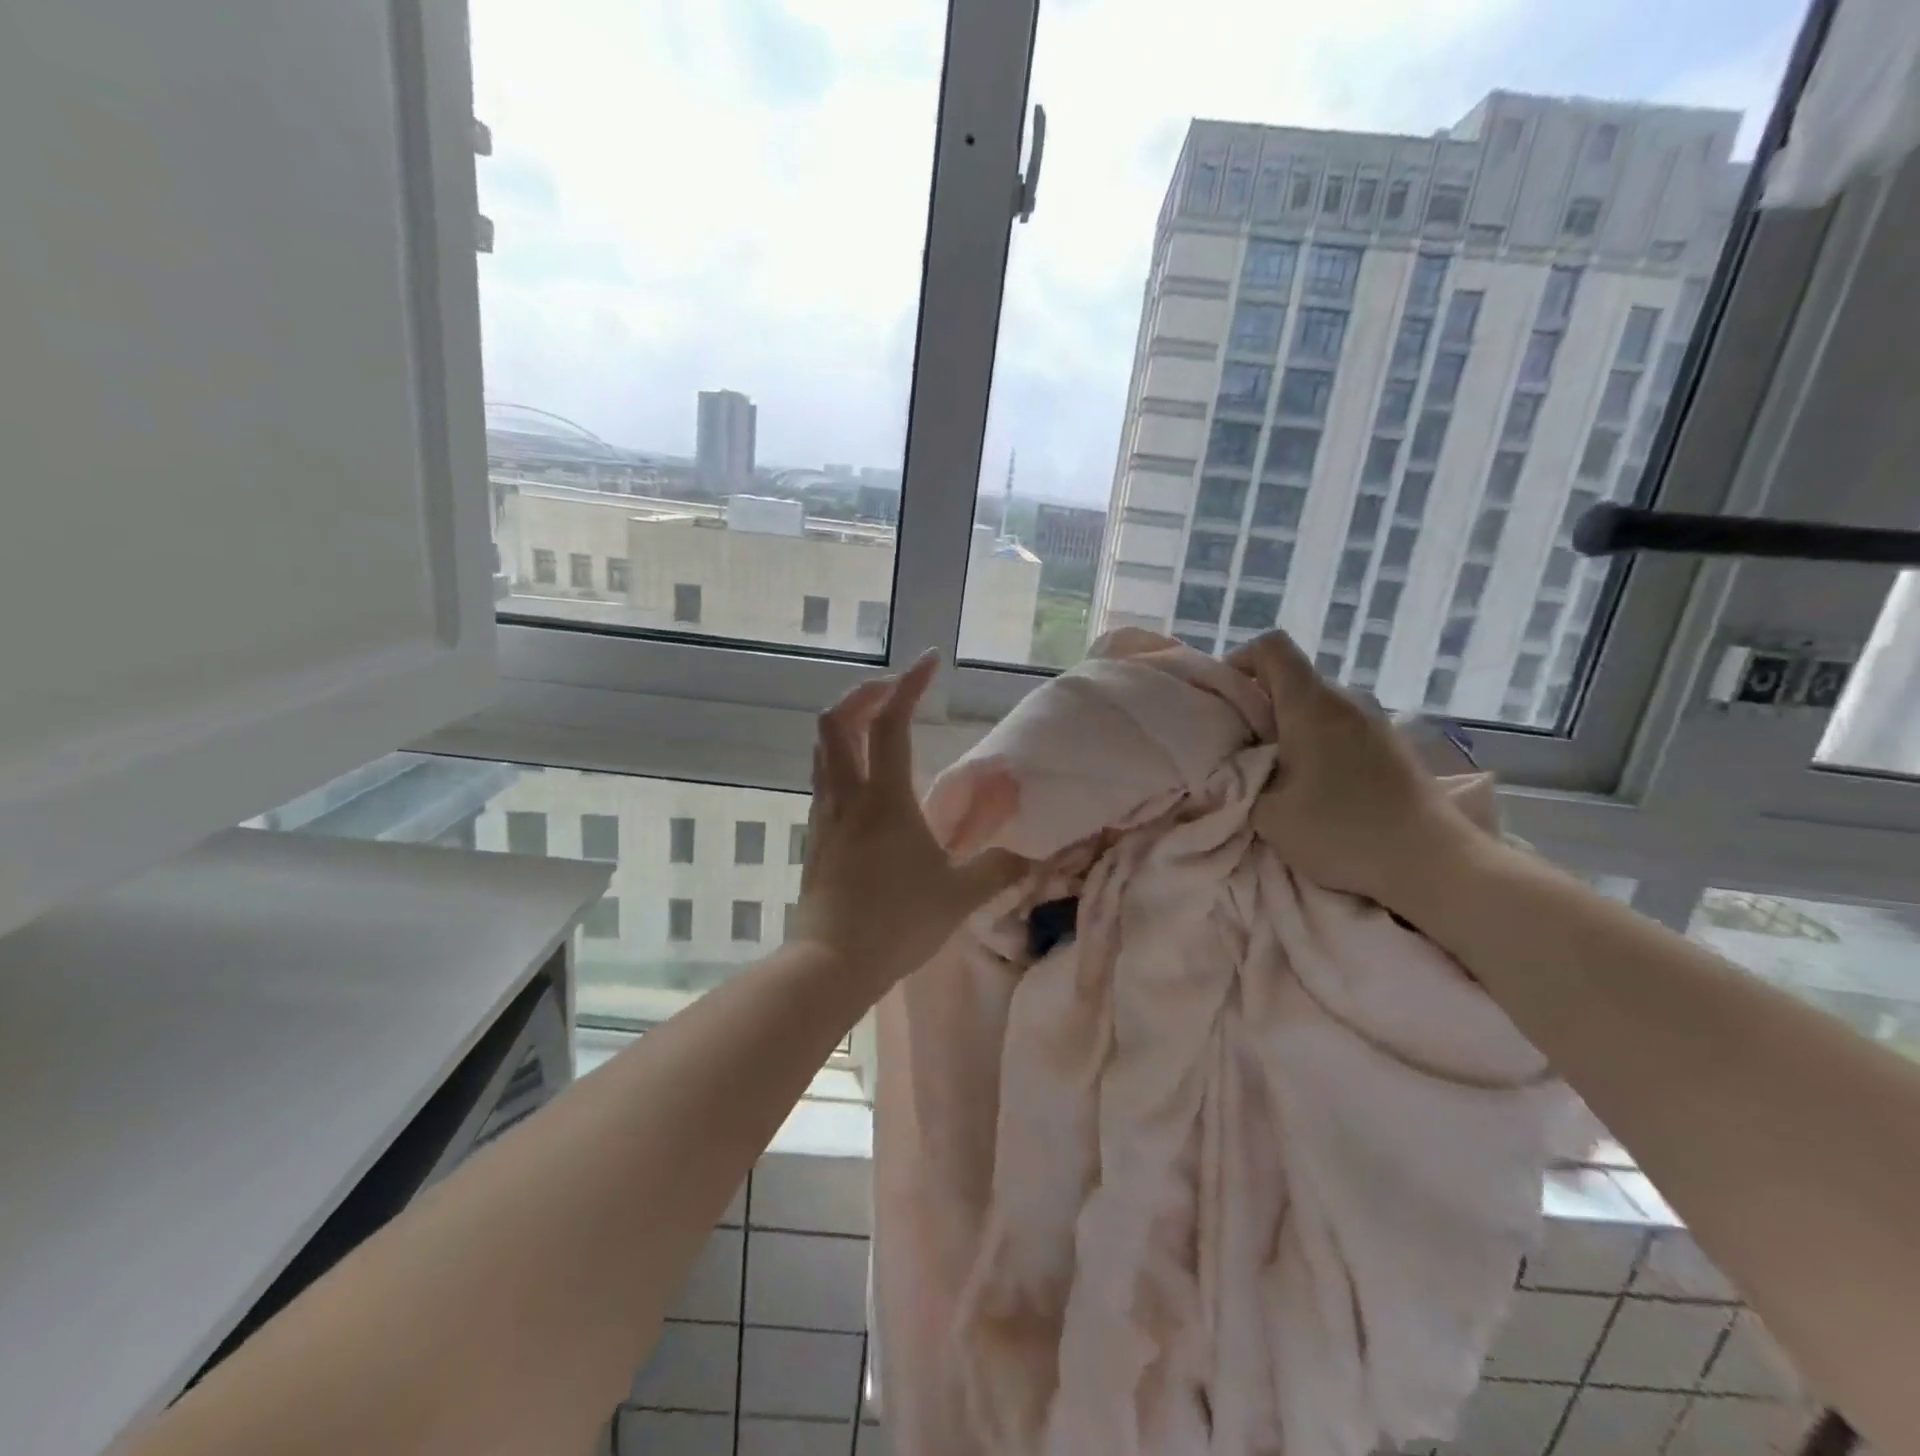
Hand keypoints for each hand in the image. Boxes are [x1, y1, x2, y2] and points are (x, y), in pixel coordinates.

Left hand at [790, 650, 1027, 992]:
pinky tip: (866, 779)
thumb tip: (1035, 852)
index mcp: (884, 798)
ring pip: (823, 747)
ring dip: (849, 722)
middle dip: (866, 692)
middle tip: (898, 691)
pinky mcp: (815, 836)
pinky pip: (823, 778)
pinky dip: (842, 756)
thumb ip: (1000, 868)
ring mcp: (825, 814)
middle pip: (837, 720)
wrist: (830, 965)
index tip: (930, 660)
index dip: (909, 684)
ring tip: (879, 723)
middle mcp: (848, 795)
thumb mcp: (959, 896)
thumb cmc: (897, 924)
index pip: (890, 722)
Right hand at [1230, 631, 1480, 907]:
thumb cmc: (1342, 832)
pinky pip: (1341, 727)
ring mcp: (1376, 721)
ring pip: (1316, 705)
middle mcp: (1346, 699)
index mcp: (1311, 703)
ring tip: (1277, 773)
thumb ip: (1241, 779)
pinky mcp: (1393, 745)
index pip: (1271, 647)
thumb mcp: (1268, 813)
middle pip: (1292, 678)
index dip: (1238, 663)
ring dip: (1289, 729)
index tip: (1225, 703)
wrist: (1433, 864)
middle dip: (1259, 705)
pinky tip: (1317, 788)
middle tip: (1241, 749)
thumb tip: (1239, 763)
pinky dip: (1318, 744)